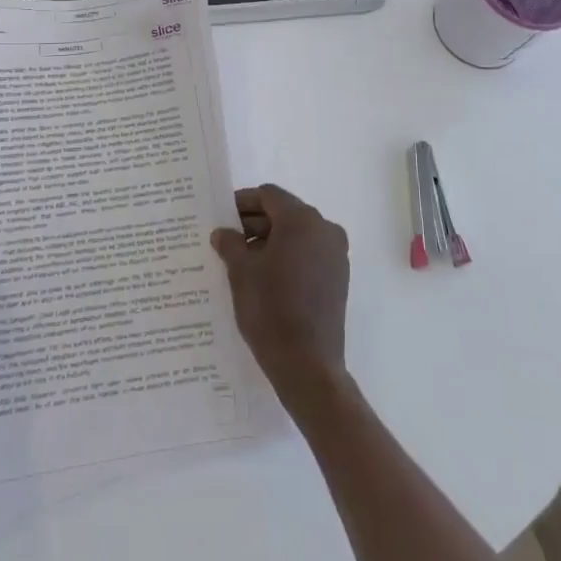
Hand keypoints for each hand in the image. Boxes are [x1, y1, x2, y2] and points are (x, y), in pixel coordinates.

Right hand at [211, 185, 349, 409]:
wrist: (307, 365)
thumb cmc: (270, 309)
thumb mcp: (241, 272)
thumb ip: (230, 244)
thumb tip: (223, 232)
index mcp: (301, 220)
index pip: (268, 195)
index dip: (243, 202)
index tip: (223, 217)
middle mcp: (324, 229)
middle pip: (284, 213)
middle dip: (255, 223)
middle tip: (228, 239)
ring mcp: (335, 254)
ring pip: (297, 234)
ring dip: (270, 240)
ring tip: (242, 260)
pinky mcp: (338, 277)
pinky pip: (308, 253)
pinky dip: (288, 256)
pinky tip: (265, 277)